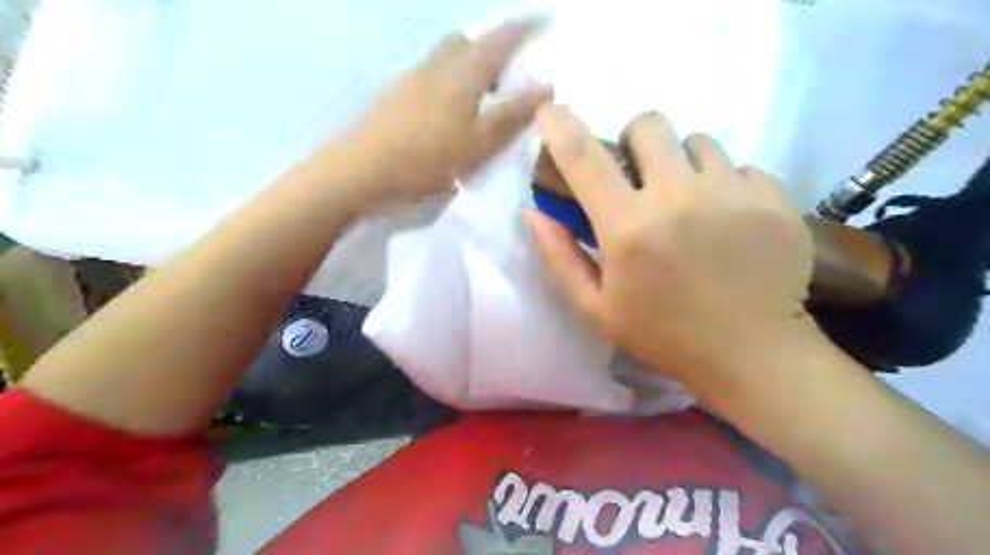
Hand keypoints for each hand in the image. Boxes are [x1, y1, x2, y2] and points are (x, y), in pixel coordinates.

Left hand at [312, 20, 553, 210]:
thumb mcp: (478, 144)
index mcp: (461, 74)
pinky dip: (445, 82)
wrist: (358, 172)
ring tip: (479, 96)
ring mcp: (408, 79)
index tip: (543, 18)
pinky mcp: (392, 97)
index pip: (499, 39)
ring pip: (443, 58)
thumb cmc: (425, 159)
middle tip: (506, 71)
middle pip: (464, 41)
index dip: (523, 27)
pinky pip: (427, 76)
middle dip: (489, 45)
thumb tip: (547, 87)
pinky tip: (445, 112)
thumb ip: (512, 115)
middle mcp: (434, 66)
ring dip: (465, 65)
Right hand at [531, 104, 816, 398]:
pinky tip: (728, 220)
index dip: (559, 124)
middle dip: (635, 142)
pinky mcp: (774, 199)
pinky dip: (726, 185)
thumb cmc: (663, 334)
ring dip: (683, 164)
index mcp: (628, 227)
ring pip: (699, 142)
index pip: (584, 157)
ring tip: (690, 202)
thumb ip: (560, 256)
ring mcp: (733, 193)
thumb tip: (532, 213)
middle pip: (650, 125)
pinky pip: (742, 167)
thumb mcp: (596, 307)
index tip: (550, 111)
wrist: (750, 354)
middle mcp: (678, 197)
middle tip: (640, 175)